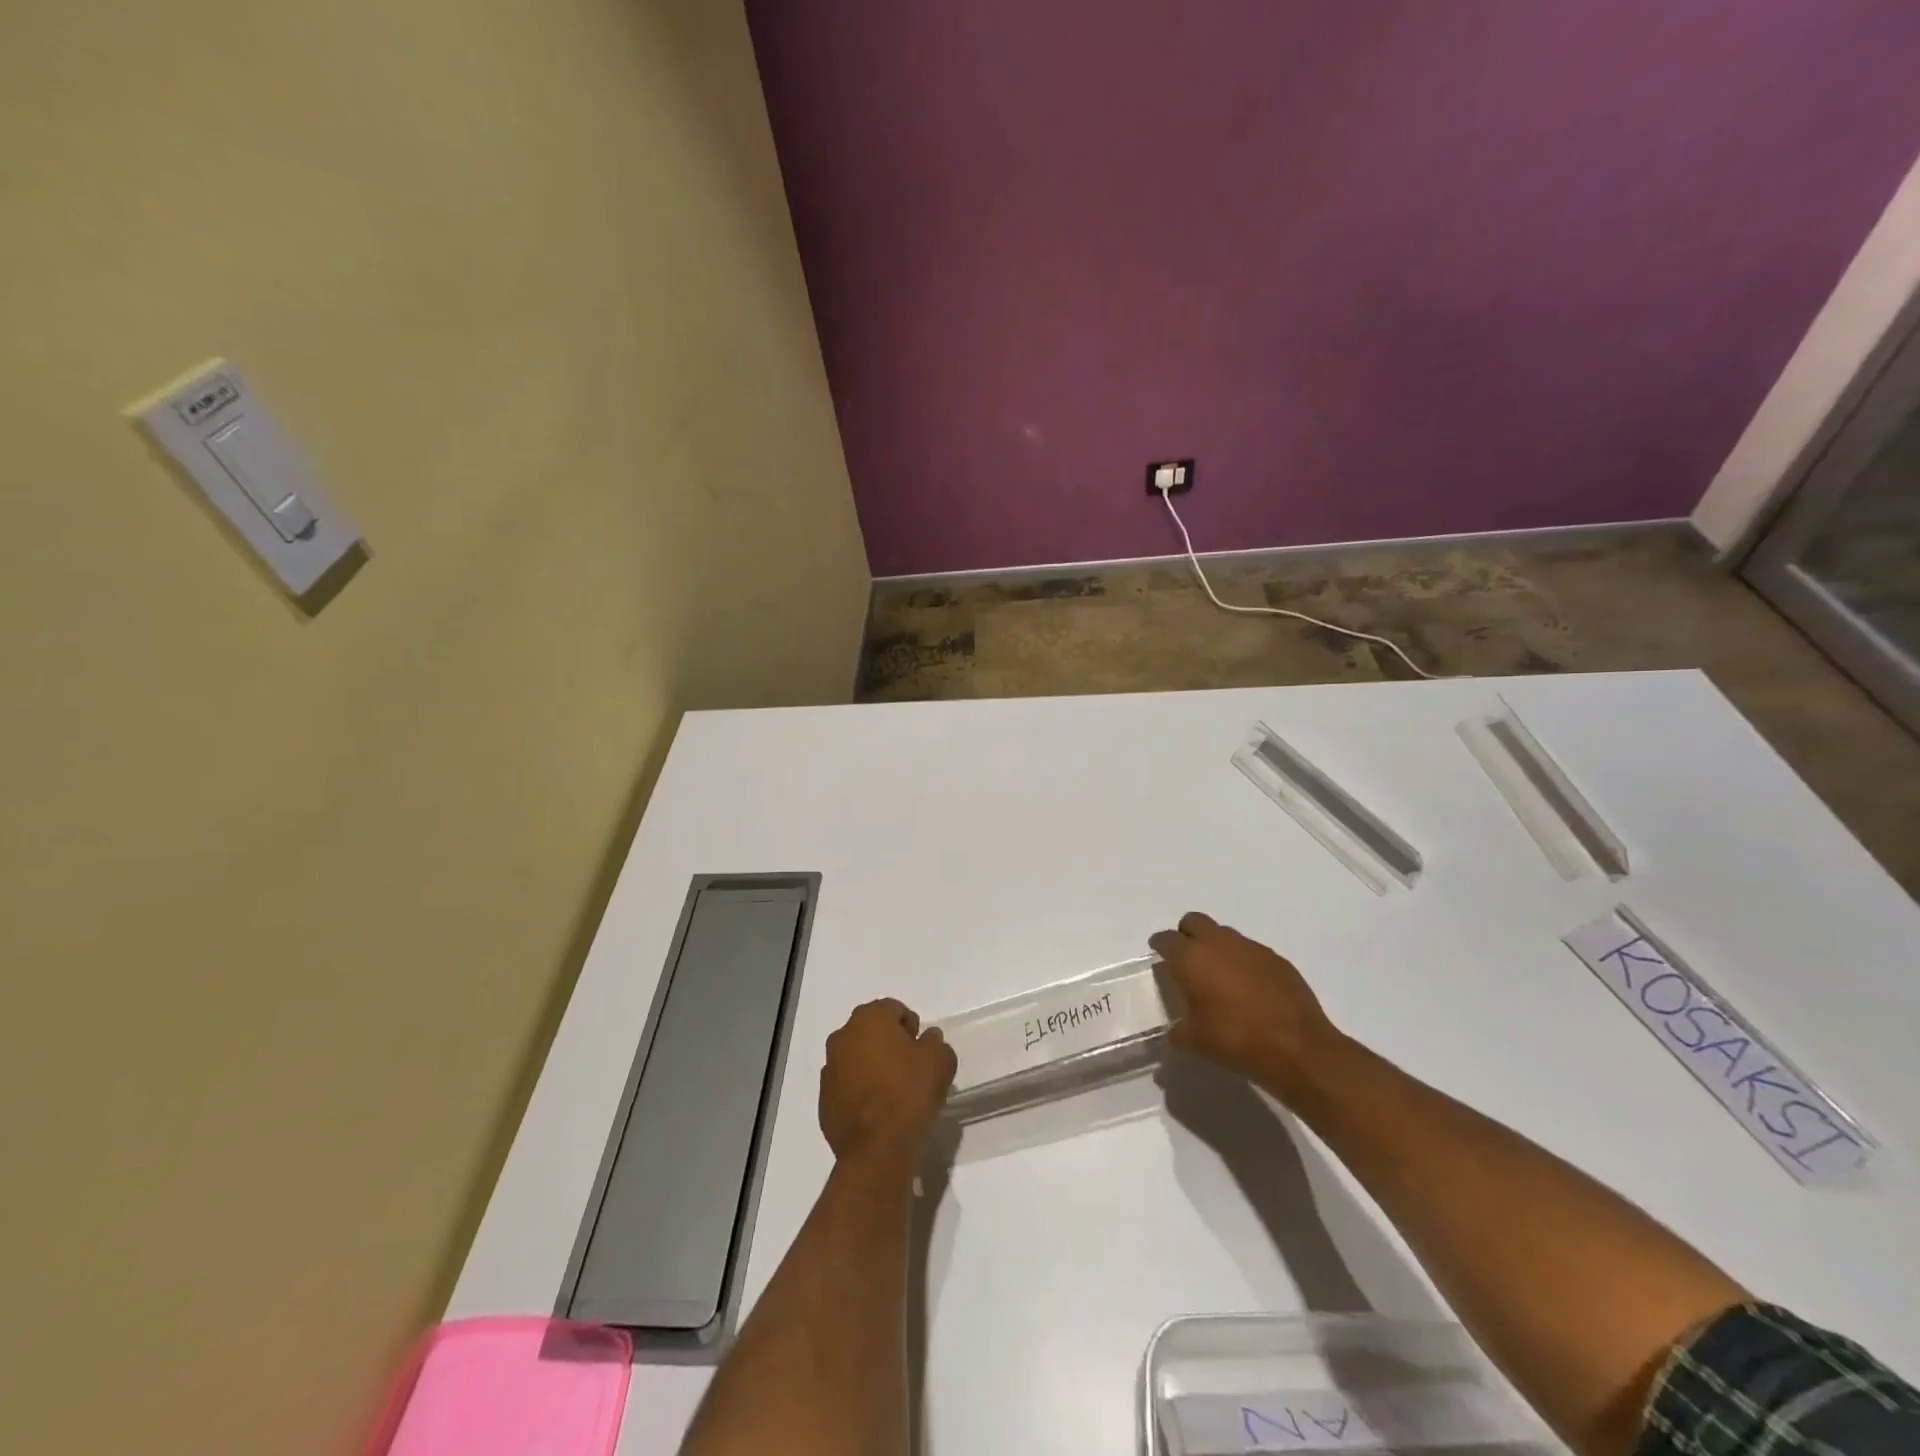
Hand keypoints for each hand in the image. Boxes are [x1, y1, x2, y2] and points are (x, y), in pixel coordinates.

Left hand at [819, 999, 956, 1165]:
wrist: (876, 1150)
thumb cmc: (909, 1094)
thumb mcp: (940, 1061)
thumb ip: (935, 1042)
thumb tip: (927, 1039)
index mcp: (869, 1019)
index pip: (893, 1009)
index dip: (911, 1026)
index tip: (922, 1049)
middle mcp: (843, 1037)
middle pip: (871, 1030)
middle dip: (889, 1042)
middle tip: (910, 1067)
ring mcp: (829, 1069)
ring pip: (856, 1057)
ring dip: (872, 1066)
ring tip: (893, 1091)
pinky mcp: (823, 1100)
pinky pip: (846, 1085)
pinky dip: (859, 1090)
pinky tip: (877, 1110)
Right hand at [1149, 912, 1342, 1102]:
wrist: (1297, 1047)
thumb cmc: (1236, 1040)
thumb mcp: (1196, 1042)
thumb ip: (1178, 1031)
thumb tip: (1174, 1031)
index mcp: (1191, 958)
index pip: (1166, 939)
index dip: (1160, 945)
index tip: (1159, 954)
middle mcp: (1218, 943)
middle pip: (1194, 921)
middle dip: (1187, 934)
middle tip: (1187, 958)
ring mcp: (1250, 948)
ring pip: (1224, 934)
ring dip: (1216, 946)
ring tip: (1220, 975)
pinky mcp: (1276, 958)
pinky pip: (1250, 951)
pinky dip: (1243, 962)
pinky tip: (1249, 987)